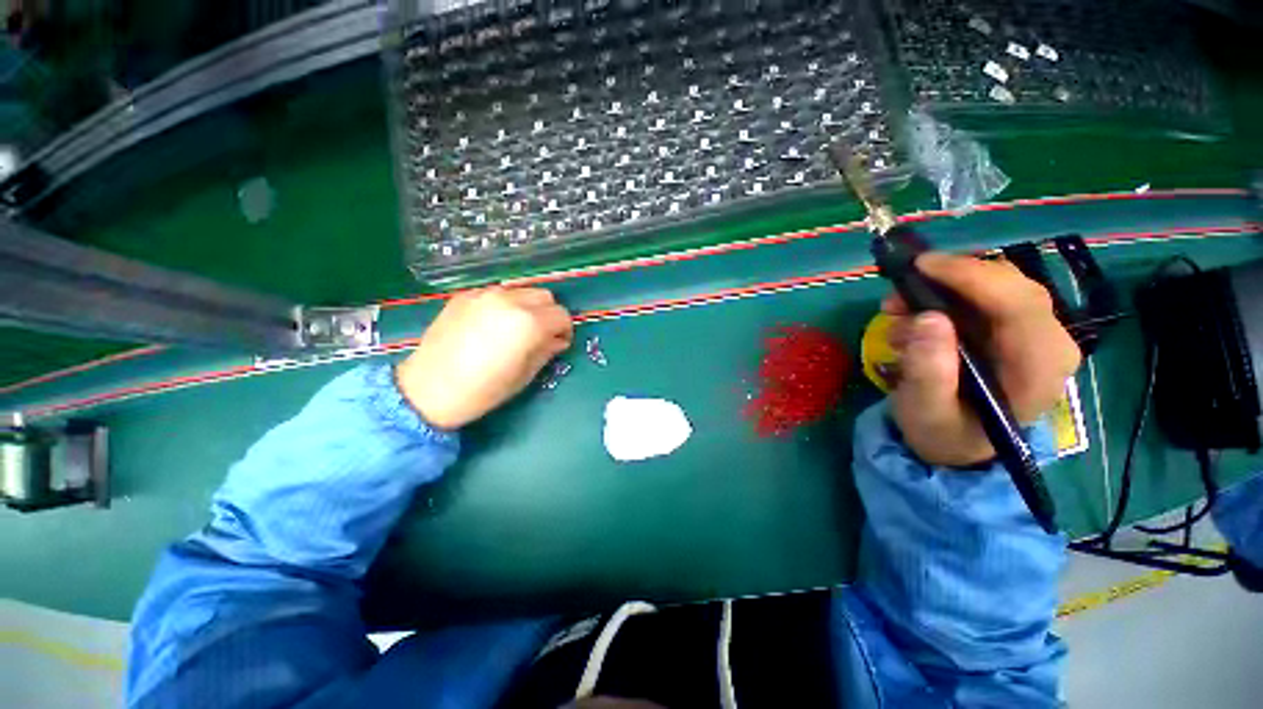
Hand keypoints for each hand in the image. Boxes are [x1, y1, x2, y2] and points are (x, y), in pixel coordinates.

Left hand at [397, 287, 572, 428]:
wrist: (429, 389)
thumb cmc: (484, 389)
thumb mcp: (525, 375)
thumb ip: (547, 351)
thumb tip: (557, 340)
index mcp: (529, 322)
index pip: (562, 315)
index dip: (564, 330)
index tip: (558, 343)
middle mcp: (510, 300)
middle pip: (545, 296)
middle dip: (548, 314)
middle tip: (540, 334)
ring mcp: (485, 295)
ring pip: (521, 290)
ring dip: (527, 306)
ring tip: (515, 327)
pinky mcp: (465, 296)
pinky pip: (496, 293)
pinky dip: (504, 304)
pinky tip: (491, 324)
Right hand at [884, 253, 1080, 466]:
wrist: (957, 443)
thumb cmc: (944, 432)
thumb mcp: (925, 412)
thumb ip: (928, 371)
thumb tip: (927, 319)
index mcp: (1038, 369)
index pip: (1019, 304)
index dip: (971, 277)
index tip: (919, 266)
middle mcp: (1048, 343)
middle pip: (1010, 286)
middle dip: (951, 279)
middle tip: (899, 291)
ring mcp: (1032, 333)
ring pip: (995, 285)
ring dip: (941, 288)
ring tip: (896, 310)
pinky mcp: (1014, 329)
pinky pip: (983, 295)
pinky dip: (944, 296)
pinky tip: (914, 317)